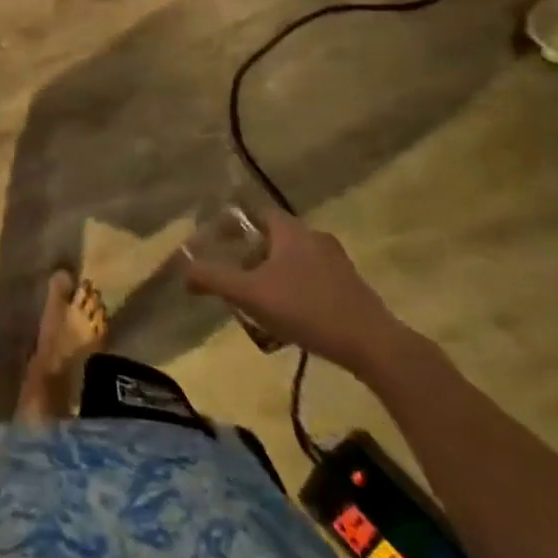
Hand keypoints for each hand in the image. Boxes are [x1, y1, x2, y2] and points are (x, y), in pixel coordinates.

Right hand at [183, 207, 410, 378]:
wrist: (374, 346)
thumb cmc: (306, 309)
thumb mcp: (250, 294)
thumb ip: (214, 279)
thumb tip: (183, 271)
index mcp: (291, 230)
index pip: (256, 211)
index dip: (233, 223)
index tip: (216, 240)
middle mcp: (315, 237)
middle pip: (274, 236)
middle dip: (251, 252)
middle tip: (234, 274)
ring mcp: (338, 262)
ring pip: (294, 258)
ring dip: (273, 272)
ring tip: (258, 298)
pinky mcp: (352, 287)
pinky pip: (313, 277)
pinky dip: (295, 287)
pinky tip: (289, 314)